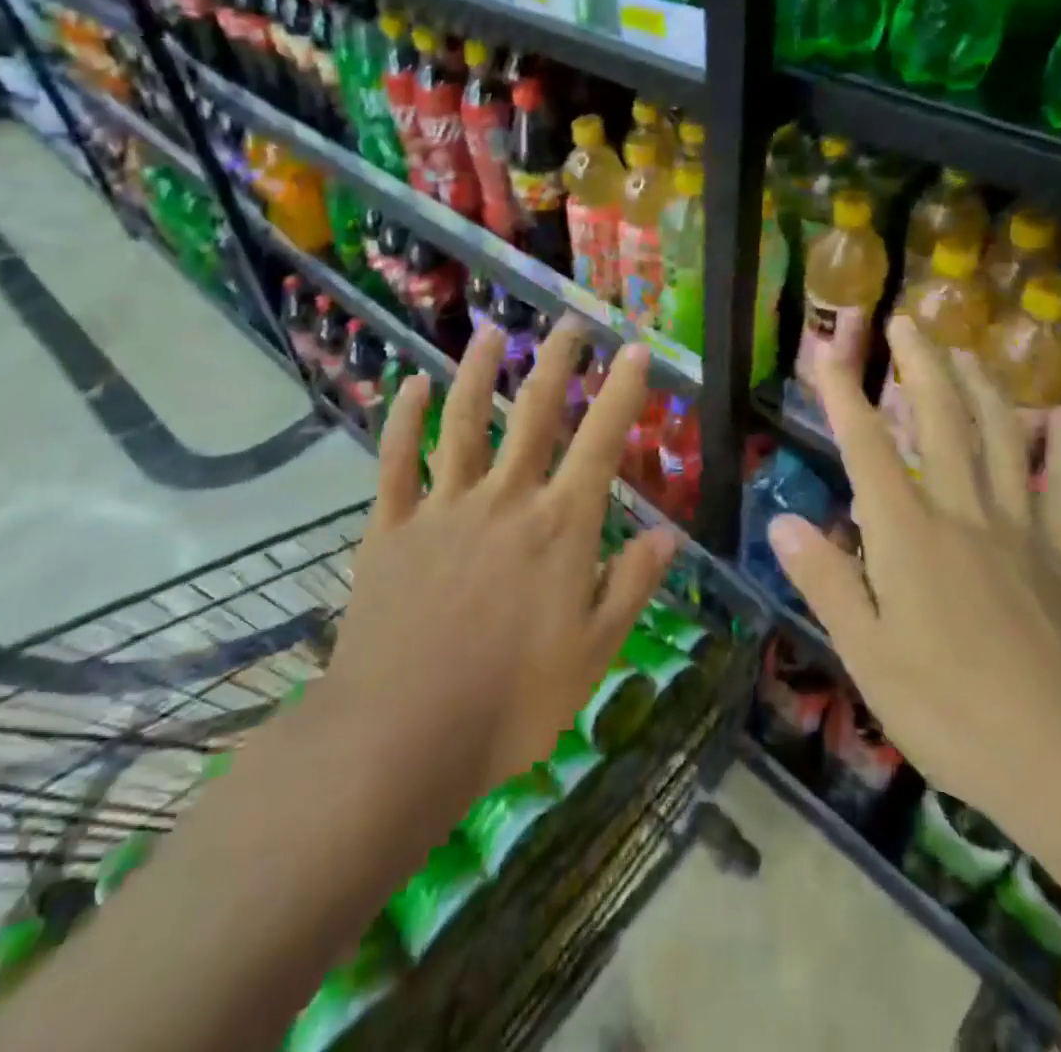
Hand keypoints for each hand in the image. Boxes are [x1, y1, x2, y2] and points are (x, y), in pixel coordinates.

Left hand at [321, 320, 679, 800]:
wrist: (401, 738)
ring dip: (479, 372)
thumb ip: (631, 586)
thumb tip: (668, 535)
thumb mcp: (594, 654)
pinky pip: (397, 461)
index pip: (600, 443)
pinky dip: (403, 420)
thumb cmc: (511, 704)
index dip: (622, 392)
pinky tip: (410, 387)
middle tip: (570, 323)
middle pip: (535, 414)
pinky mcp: (392, 527)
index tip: (636, 351)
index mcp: (559, 528)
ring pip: (464, 422)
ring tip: (492, 332)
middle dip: (557, 362)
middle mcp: (505, 500)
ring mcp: (443, 508)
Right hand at [767, 316, 1060, 831]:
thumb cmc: (955, 714)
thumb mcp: (868, 657)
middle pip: (943, 423)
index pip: (868, 448)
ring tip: (968, 351)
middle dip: (921, 366)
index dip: (844, 397)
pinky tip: (1058, 416)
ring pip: (1002, 439)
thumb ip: (826, 582)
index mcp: (909, 537)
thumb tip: (782, 521)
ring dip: (983, 388)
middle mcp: (964, 515)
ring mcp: (1022, 532)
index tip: (828, 354)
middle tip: (908, 322)